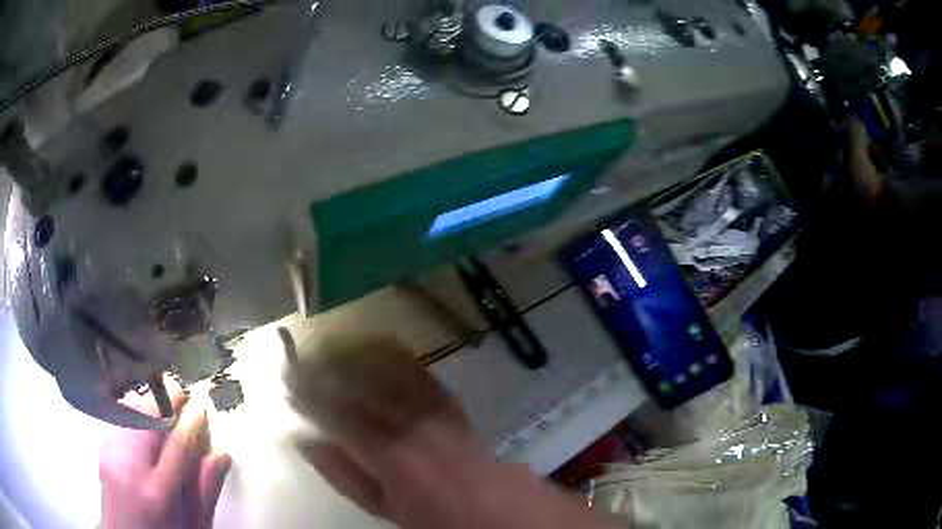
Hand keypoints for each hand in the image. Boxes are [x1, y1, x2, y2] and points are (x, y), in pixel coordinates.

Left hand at [99, 382, 231, 528]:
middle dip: (166, 399)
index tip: (201, 403)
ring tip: (163, 411)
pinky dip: (135, 413)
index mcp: (158, 492)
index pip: (178, 444)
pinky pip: (120, 417)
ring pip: (130, 409)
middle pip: (148, 417)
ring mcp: (112, 453)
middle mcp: (130, 466)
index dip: (192, 419)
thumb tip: (220, 454)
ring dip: (150, 404)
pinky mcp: (103, 446)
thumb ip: (206, 492)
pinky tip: (144, 427)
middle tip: (181, 396)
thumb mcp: (194, 525)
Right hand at [285, 333, 615, 528]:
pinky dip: (395, 358)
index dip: (309, 394)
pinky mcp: (453, 406)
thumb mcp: (385, 508)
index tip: (287, 379)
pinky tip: (378, 345)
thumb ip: (345, 475)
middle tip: (299, 357)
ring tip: (329, 346)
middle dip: (327, 370)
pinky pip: (421, 374)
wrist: (501, 510)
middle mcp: (411, 424)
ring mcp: (435, 411)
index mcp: (389, 455)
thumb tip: (308, 442)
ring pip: (388, 373)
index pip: (338, 414)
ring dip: (356, 357)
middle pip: (360, 388)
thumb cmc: (438, 519)